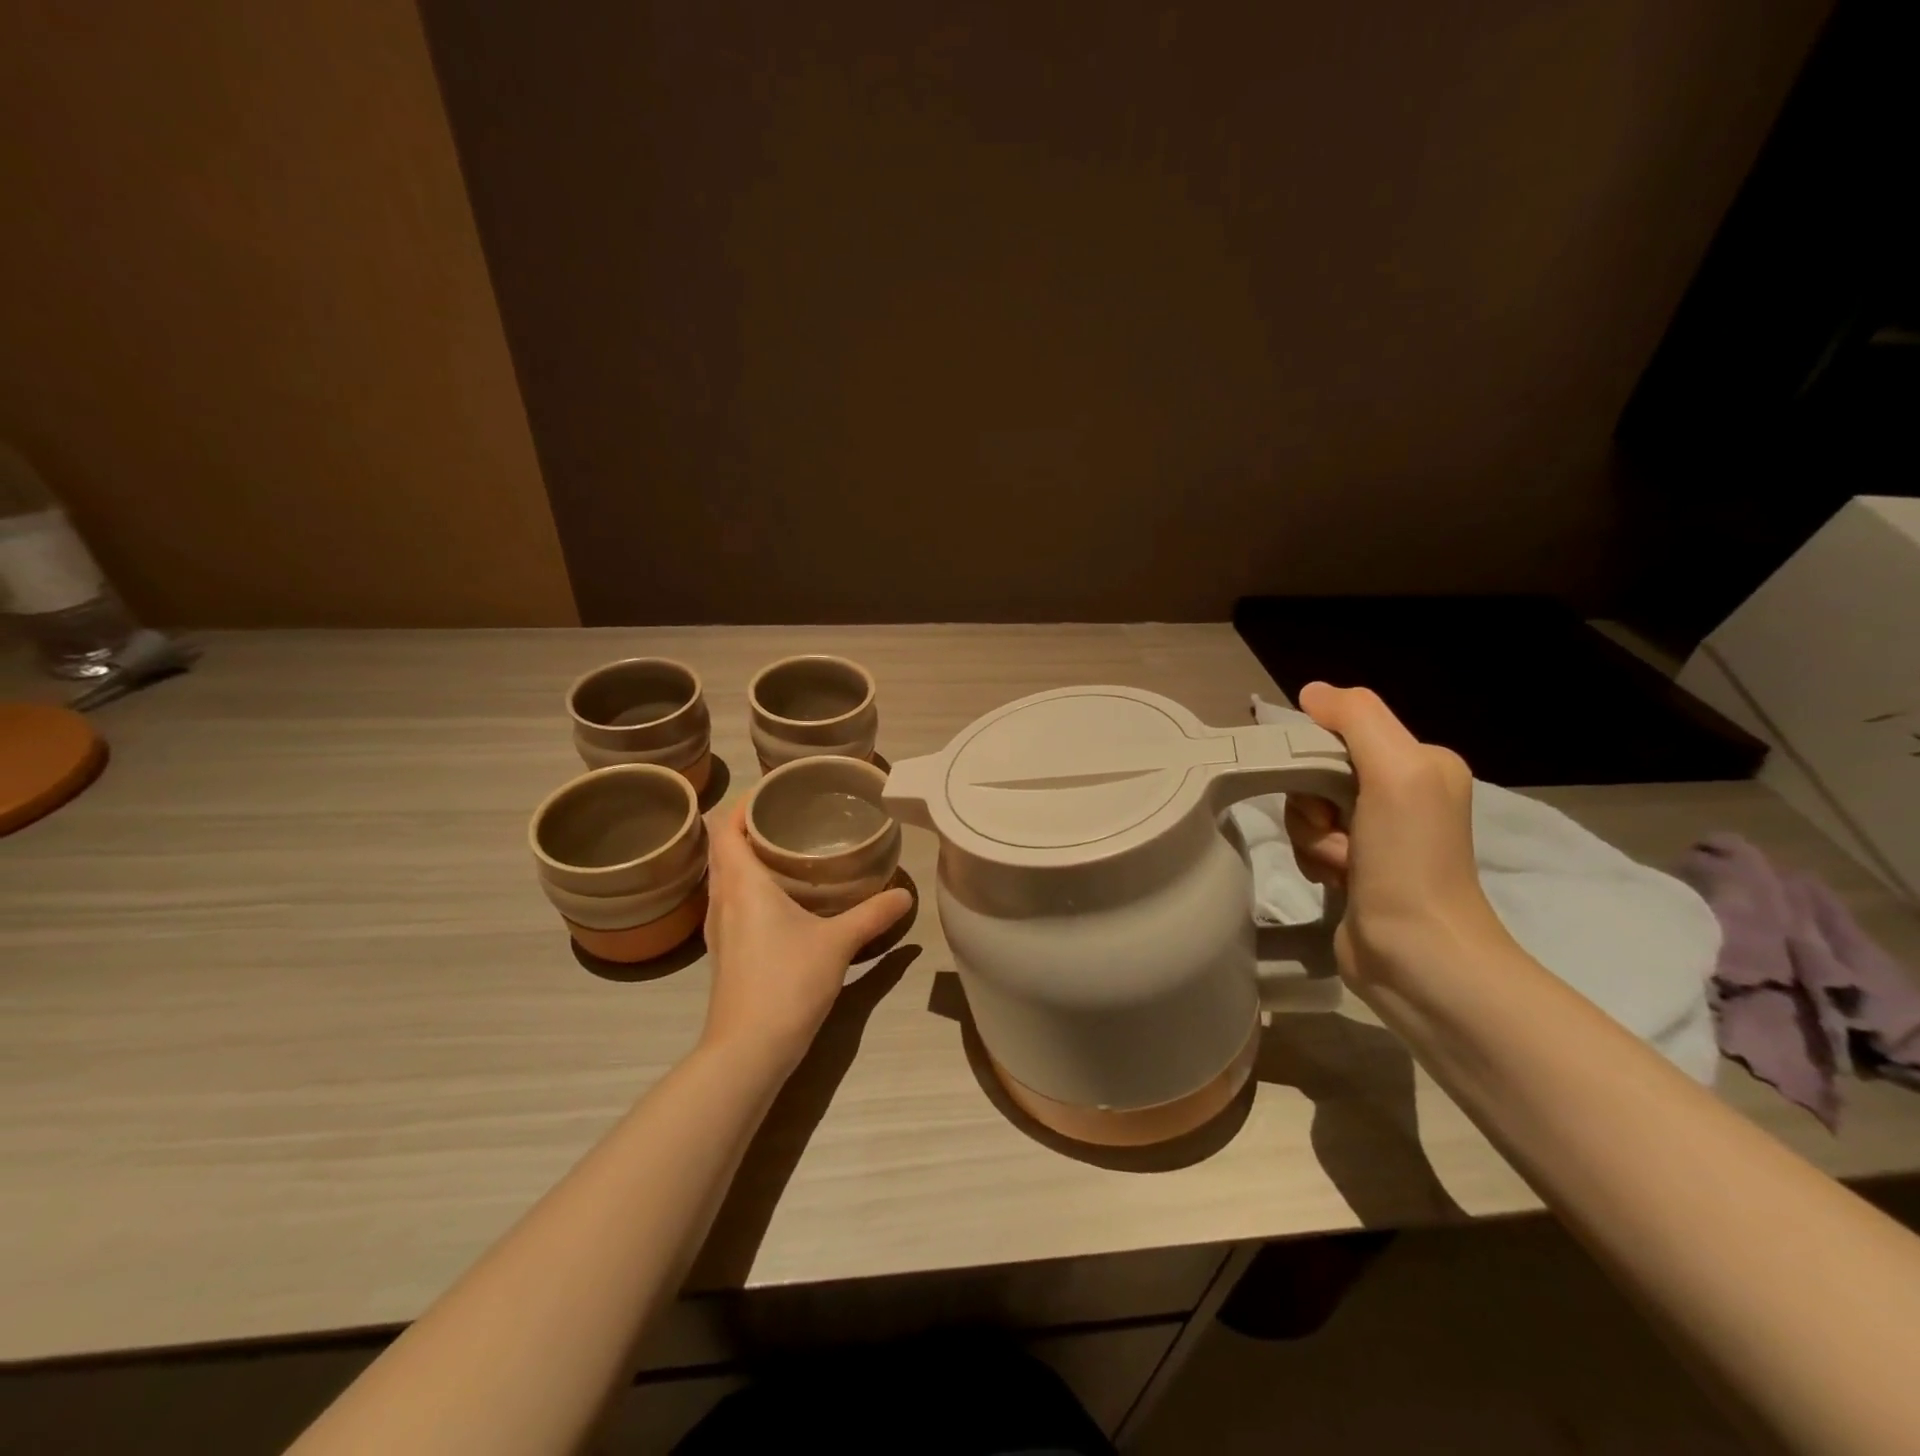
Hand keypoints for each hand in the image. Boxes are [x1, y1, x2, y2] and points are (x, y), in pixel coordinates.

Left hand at [700, 801, 912, 1069]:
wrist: (748, 1050)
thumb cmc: (787, 982)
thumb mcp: (838, 943)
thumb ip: (873, 915)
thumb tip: (906, 895)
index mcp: (742, 883)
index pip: (726, 827)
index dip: (743, 803)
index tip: (774, 790)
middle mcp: (722, 899)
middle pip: (723, 848)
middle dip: (748, 826)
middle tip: (789, 815)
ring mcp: (718, 928)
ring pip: (724, 876)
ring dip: (745, 857)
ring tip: (786, 849)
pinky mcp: (725, 952)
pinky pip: (730, 901)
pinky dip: (747, 886)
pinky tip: (779, 898)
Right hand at [1283, 683, 1510, 988]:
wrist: (1417, 956)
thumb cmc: (1410, 860)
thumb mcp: (1397, 771)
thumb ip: (1357, 719)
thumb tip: (1311, 692)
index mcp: (1420, 763)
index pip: (1340, 732)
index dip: (1316, 756)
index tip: (1325, 790)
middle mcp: (1400, 793)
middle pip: (1316, 772)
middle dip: (1313, 804)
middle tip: (1339, 832)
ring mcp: (1375, 834)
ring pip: (1305, 809)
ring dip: (1312, 837)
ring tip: (1342, 865)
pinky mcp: (1353, 868)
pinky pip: (1307, 842)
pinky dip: (1313, 859)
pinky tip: (1336, 881)